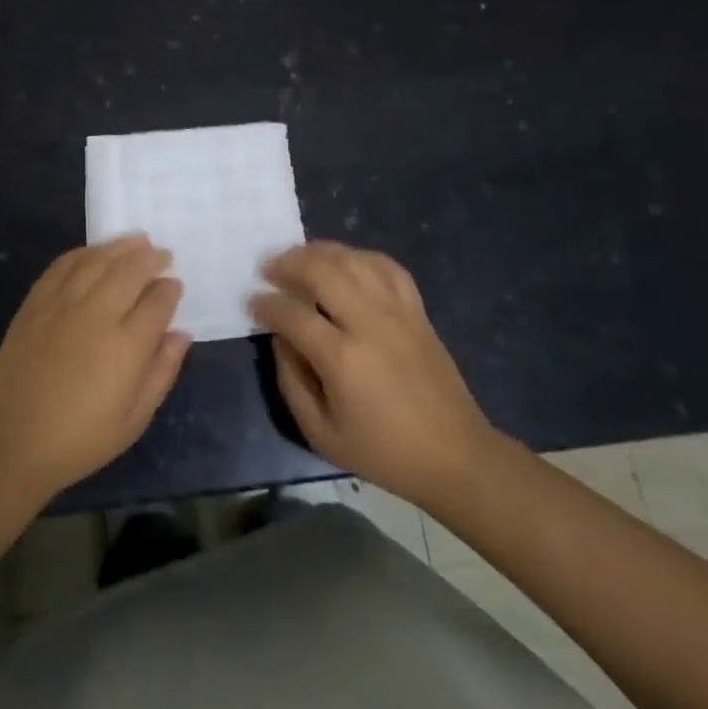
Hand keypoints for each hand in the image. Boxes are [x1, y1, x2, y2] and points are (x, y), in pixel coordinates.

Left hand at [0, 236, 191, 499]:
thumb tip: (181, 334)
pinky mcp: (35, 303)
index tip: (175, 286)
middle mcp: (97, 314)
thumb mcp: (135, 418)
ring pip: (97, 260)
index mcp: (127, 345)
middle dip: (151, 259)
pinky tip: (94, 253)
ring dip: (120, 247)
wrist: (16, 440)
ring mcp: (62, 304)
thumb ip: (163, 371)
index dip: (170, 290)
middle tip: (163, 255)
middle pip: (130, 270)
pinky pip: (62, 265)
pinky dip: (83, 253)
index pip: (158, 302)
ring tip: (137, 240)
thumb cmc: (82, 438)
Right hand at [251, 241, 494, 501]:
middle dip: (288, 264)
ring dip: (319, 252)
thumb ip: (291, 380)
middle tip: (269, 270)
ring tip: (299, 259)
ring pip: (353, 260)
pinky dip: (360, 257)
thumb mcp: (320, 432)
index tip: (253, 303)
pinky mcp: (417, 311)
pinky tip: (344, 263)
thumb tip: (280, 338)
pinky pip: (387, 267)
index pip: (292, 313)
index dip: (266, 304)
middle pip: (322, 270)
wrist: (455, 456)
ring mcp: (398, 312)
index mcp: (342, 359)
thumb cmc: (382, 451)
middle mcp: (370, 324)